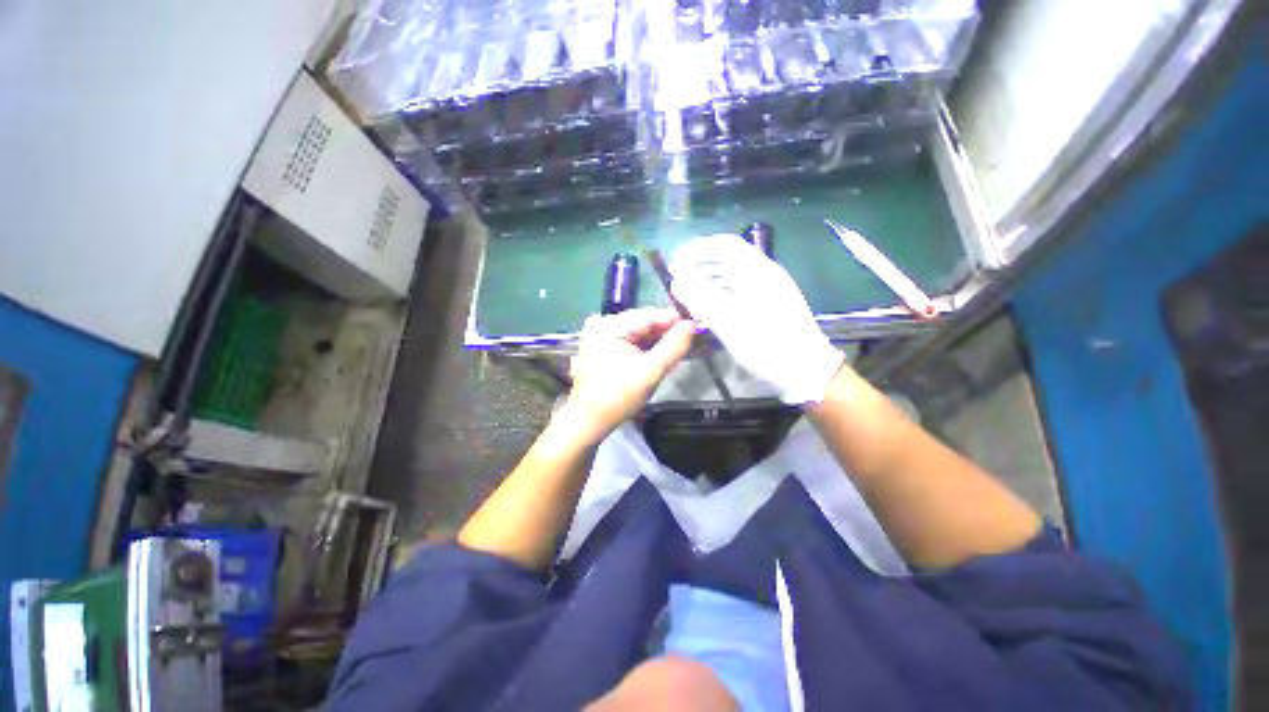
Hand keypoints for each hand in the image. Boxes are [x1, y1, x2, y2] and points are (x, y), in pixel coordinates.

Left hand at [561, 308, 696, 443]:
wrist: (589, 421)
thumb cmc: (618, 398)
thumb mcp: (650, 372)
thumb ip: (674, 346)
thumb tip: (693, 324)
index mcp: (610, 325)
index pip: (651, 316)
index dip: (677, 321)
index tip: (700, 328)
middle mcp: (603, 322)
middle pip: (645, 322)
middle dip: (669, 332)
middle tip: (695, 340)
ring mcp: (600, 333)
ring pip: (640, 331)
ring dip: (660, 340)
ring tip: (683, 347)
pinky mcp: (602, 344)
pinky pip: (631, 339)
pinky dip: (647, 346)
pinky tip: (663, 353)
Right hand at [670, 234, 843, 404]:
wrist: (806, 370)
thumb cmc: (766, 345)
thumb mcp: (728, 322)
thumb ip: (700, 298)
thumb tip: (676, 279)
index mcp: (757, 272)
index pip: (724, 245)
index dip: (697, 249)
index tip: (676, 261)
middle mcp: (766, 273)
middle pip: (730, 256)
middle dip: (702, 263)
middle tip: (680, 277)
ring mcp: (772, 288)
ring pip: (736, 273)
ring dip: (711, 277)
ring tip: (691, 292)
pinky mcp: (773, 303)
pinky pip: (742, 288)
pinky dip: (722, 291)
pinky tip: (712, 306)